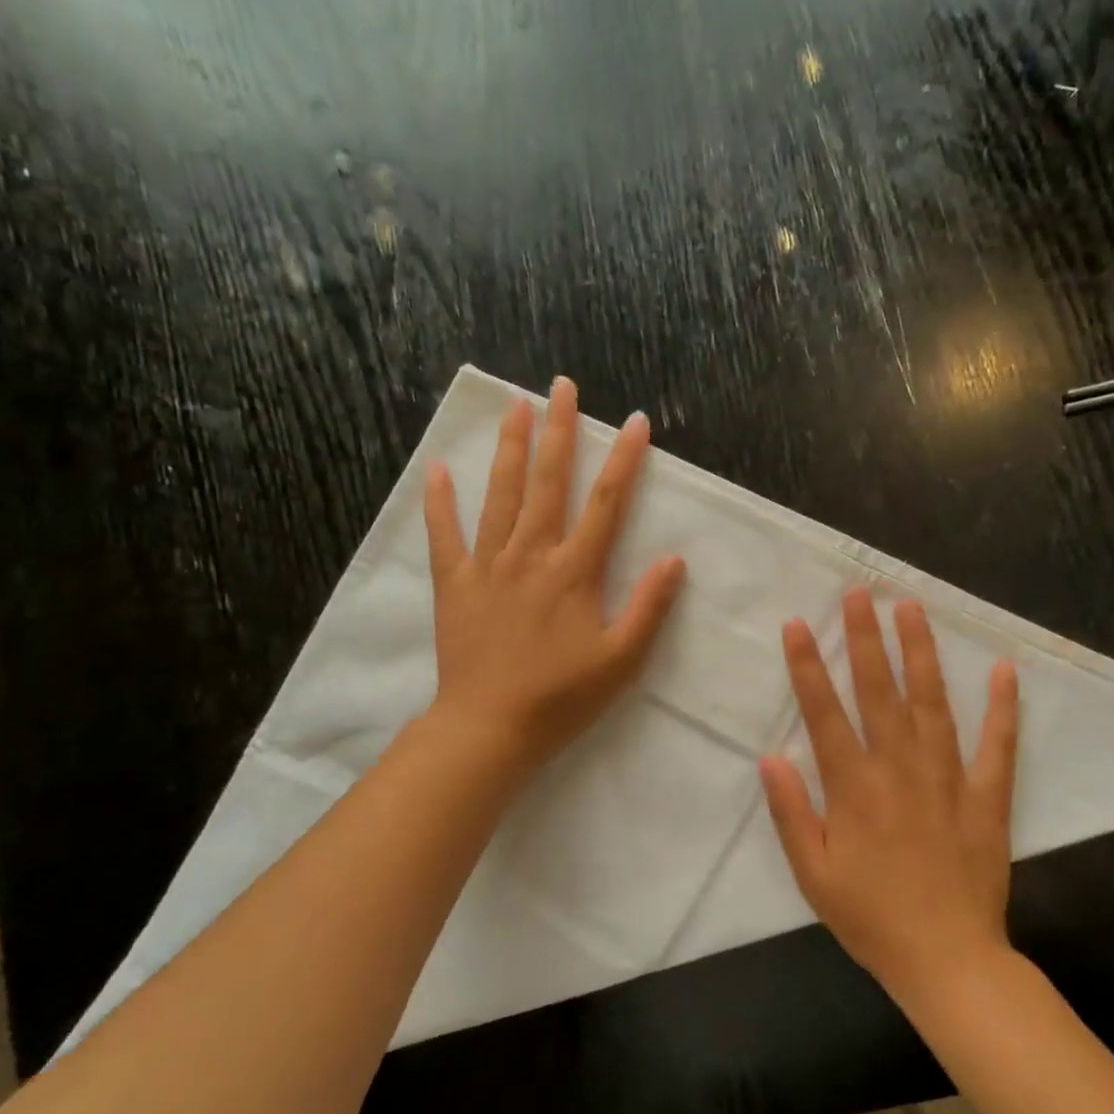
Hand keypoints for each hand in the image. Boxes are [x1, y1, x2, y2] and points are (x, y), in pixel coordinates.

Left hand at [424, 377, 685, 776]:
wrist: (490, 728)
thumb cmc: (562, 698)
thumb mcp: (621, 660)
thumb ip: (649, 607)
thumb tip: (674, 559)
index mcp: (575, 573)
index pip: (606, 504)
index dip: (624, 461)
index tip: (635, 421)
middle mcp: (532, 556)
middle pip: (548, 482)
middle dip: (558, 431)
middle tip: (560, 385)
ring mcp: (488, 566)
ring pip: (501, 496)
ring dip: (510, 449)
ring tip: (515, 404)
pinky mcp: (455, 585)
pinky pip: (445, 536)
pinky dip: (440, 502)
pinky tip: (439, 470)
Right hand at [760, 588, 1019, 1009]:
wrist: (947, 959)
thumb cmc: (870, 917)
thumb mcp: (813, 874)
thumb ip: (791, 812)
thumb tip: (771, 755)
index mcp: (854, 788)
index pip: (825, 713)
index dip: (809, 666)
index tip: (799, 624)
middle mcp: (899, 770)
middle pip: (879, 692)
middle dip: (866, 638)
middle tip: (860, 592)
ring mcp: (948, 779)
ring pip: (932, 703)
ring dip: (921, 653)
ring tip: (912, 608)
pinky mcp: (987, 797)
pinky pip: (997, 745)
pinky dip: (1002, 707)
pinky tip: (1003, 669)